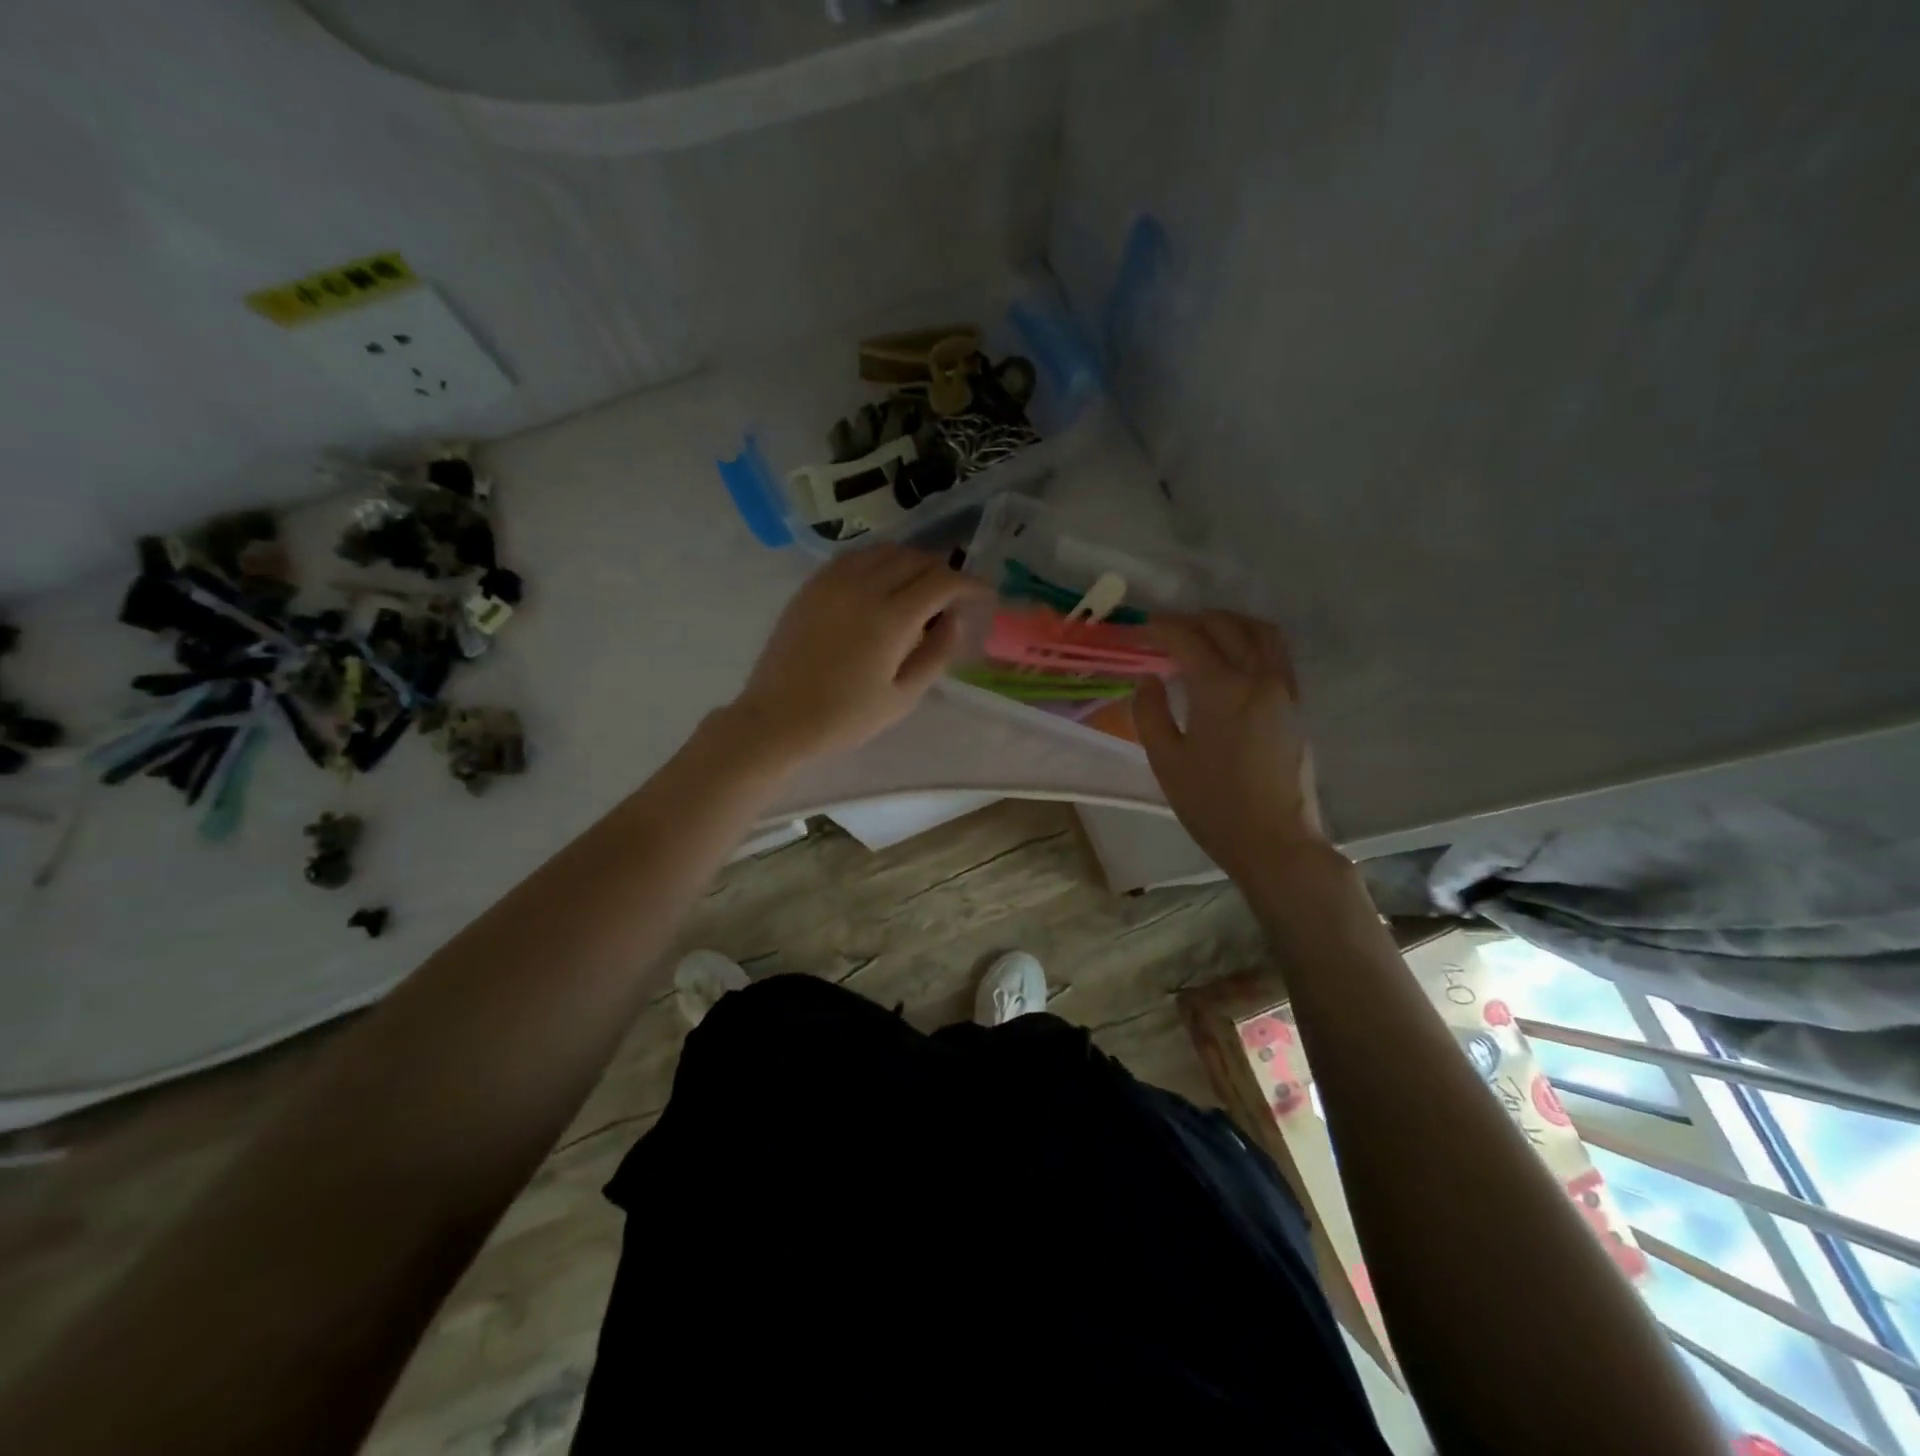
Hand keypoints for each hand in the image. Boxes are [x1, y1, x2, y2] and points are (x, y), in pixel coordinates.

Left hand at [718, 545, 990, 769]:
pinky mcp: (812, 586)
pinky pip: (855, 557)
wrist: (778, 720)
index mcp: (890, 618)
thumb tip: (954, 620)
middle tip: (953, 597)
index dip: (971, 583)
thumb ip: (937, 653)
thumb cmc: (845, 718)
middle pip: (916, 559)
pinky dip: (879, 561)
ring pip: (885, 551)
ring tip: (920, 588)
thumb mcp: (903, 696)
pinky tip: (882, 584)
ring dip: (912, 562)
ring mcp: (833, 582)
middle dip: (943, 571)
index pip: (942, 581)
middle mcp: (863, 587)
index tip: (986, 594)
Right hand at [1134, 611, 1328, 882]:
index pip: (1187, 637)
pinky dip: (1251, 640)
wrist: (1274, 840)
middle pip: (1225, 625)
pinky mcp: (1296, 703)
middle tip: (1164, 633)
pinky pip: (1276, 652)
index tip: (1138, 632)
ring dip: (1227, 622)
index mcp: (1220, 688)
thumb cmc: (1212, 805)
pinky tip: (1233, 658)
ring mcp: (1283, 688)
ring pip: (1260, 631)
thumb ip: (1150, 713)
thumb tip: (1149, 679)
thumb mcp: (1166, 762)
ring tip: (1202, 634)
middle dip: (1191, 620)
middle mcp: (1257, 676)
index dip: (1159, 628)